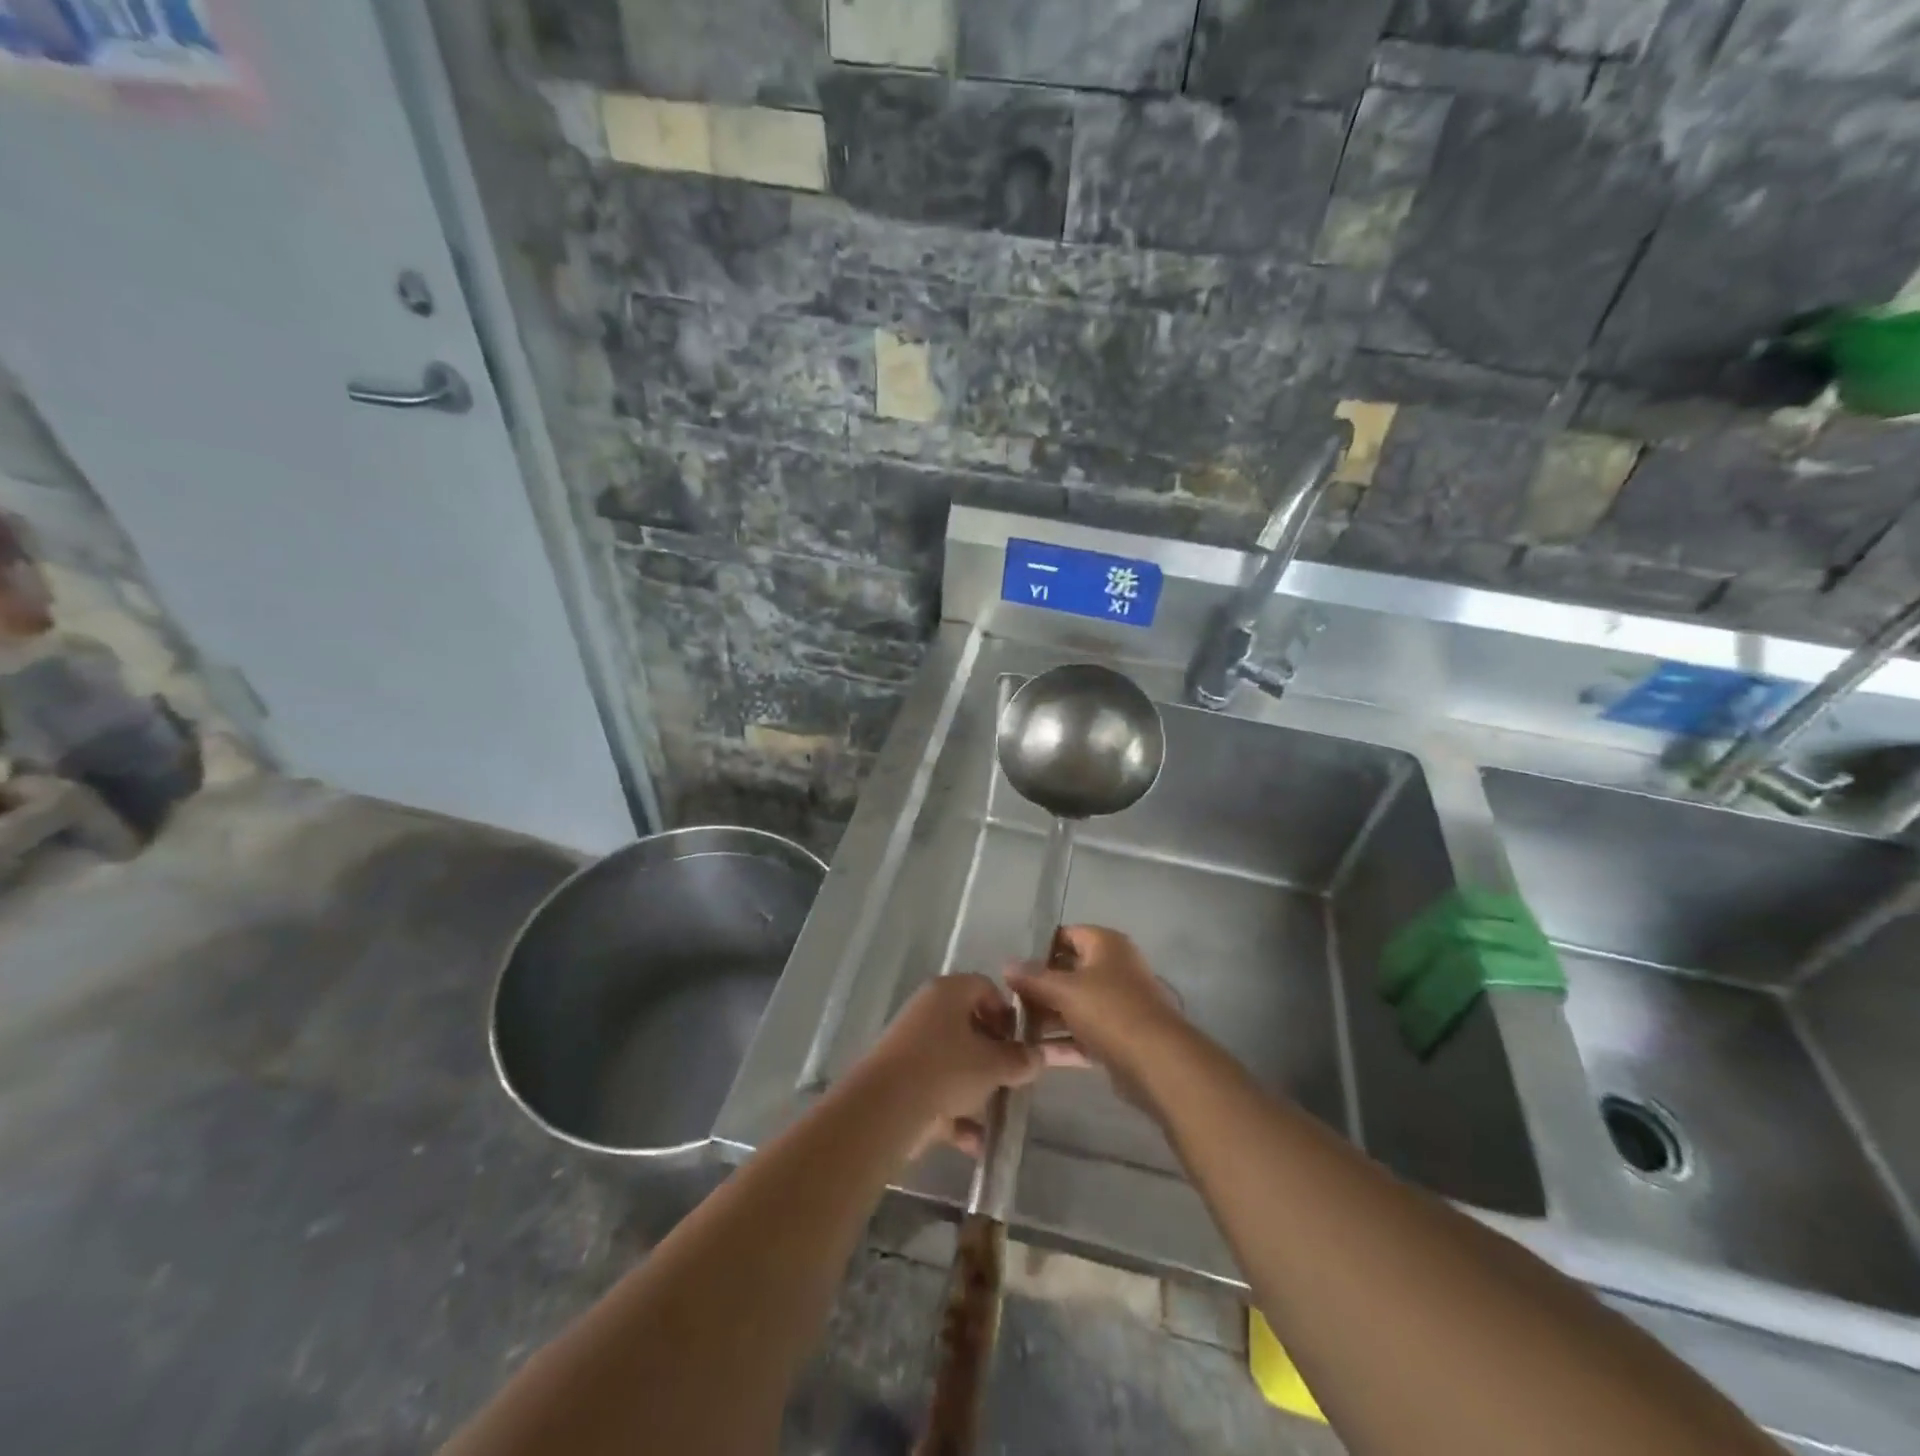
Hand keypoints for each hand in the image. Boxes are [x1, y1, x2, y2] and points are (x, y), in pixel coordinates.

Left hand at [859, 974, 1044, 1158]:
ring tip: (998, 1112)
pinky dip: (955, 1114)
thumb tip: (1038, 1056)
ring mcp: (910, 1046)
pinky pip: (936, 1090)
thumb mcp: (992, 1064)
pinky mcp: (900, 1080)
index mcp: (947, 992)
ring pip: (953, 1062)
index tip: (1020, 1041)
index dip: (1006, 1012)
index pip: (984, 987)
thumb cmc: (945, 1069)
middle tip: (1012, 1076)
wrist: (885, 1108)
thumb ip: (1019, 1059)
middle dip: (993, 1054)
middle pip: (968, 1025)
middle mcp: (926, 1011)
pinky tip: (976, 1142)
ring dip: (977, 1088)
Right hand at [1007, 926, 1185, 1088]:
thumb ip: (1033, 978)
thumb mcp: (1065, 989)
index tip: (1013, 969)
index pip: (1066, 935)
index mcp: (1106, 945)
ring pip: (1075, 1006)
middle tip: (1008, 1003)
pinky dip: (1062, 1042)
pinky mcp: (1119, 1037)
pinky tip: (1034, 1054)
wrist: (1157, 1061)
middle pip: (1069, 972)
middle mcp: (1114, 968)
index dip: (1039, 949)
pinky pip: (1083, 1034)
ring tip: (1014, 1031)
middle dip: (1039, 988)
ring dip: (1047, 1018)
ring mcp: (1118, 1004)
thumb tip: (1007, 964)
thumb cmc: (1109, 1010)